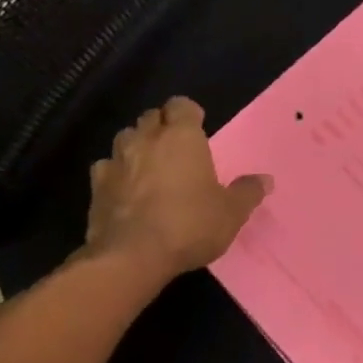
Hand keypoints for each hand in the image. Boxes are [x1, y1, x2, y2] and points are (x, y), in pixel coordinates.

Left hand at [79, 97, 271, 277]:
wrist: (132, 257)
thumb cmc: (190, 225)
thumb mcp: (231, 213)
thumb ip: (247, 192)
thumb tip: (266, 180)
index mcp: (182, 137)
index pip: (181, 105)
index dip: (189, 113)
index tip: (198, 128)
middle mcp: (146, 139)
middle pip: (152, 117)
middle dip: (162, 126)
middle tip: (176, 148)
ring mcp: (116, 161)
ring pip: (125, 138)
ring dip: (137, 145)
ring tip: (149, 165)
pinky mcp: (95, 186)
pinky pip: (105, 168)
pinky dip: (115, 173)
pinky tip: (124, 189)